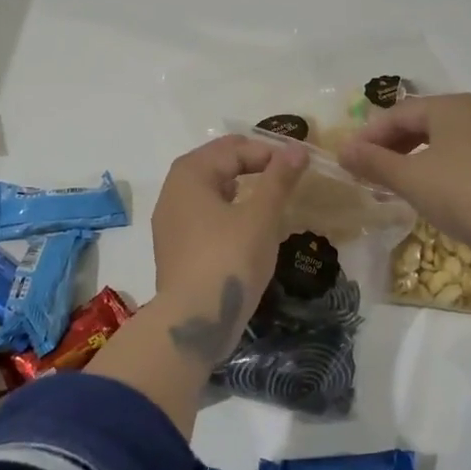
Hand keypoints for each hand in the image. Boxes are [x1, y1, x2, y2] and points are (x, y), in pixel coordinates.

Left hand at [150, 134, 307, 364]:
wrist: (194, 321)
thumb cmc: (229, 259)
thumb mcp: (261, 216)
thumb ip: (279, 179)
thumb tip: (297, 149)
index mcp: (189, 174)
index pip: (234, 148)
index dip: (269, 152)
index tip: (299, 166)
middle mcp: (173, 192)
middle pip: (218, 165)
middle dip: (254, 166)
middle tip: (287, 178)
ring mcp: (171, 223)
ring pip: (211, 192)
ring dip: (242, 190)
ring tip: (272, 201)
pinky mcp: (176, 249)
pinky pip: (206, 217)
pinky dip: (229, 213)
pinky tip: (250, 229)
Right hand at [337, 94, 470, 272]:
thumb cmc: (462, 194)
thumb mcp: (410, 178)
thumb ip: (374, 162)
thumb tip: (342, 150)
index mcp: (451, 106)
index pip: (398, 113)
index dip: (368, 135)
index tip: (346, 159)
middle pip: (419, 124)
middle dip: (388, 146)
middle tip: (364, 171)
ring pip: (439, 141)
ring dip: (409, 159)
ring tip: (389, 183)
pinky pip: (457, 157)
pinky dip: (433, 169)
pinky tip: (423, 191)